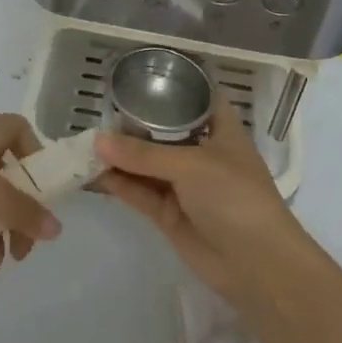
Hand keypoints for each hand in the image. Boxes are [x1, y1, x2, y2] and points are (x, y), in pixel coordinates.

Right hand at [94, 97, 306, 299]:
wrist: (257, 265)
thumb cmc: (234, 196)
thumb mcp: (190, 165)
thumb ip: (143, 154)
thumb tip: (97, 141)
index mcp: (220, 129)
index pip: (196, 98)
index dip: (172, 87)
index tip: (139, 77)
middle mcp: (202, 152)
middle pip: (163, 132)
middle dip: (134, 125)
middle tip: (97, 112)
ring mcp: (185, 185)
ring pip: (147, 164)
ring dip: (120, 157)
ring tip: (84, 145)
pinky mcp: (170, 213)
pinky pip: (140, 192)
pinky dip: (119, 184)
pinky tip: (92, 174)